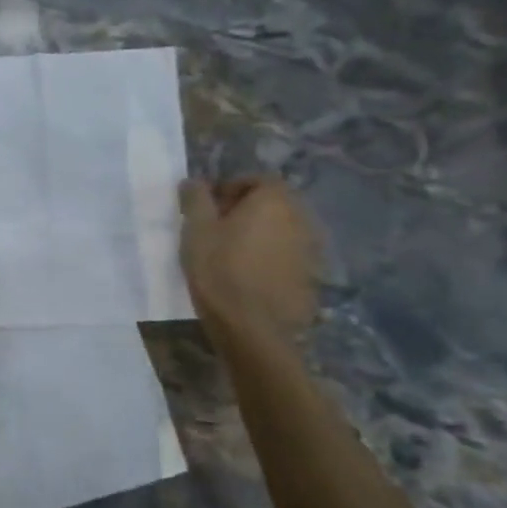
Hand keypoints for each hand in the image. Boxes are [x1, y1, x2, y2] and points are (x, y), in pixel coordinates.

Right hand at [179, 176, 319, 341]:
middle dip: (247, 210)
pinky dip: (271, 258)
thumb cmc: (219, 269)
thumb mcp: (195, 228)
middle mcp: (301, 219)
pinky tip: (249, 276)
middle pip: (274, 204)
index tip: (210, 207)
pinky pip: (289, 256)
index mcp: (275, 201)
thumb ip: (196, 198)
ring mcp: (311, 251)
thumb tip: (194, 181)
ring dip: (260, 234)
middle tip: (217, 228)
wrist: (252, 327)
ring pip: (282, 231)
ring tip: (232, 253)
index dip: (232, 188)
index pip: (258, 179)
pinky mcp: (312, 278)